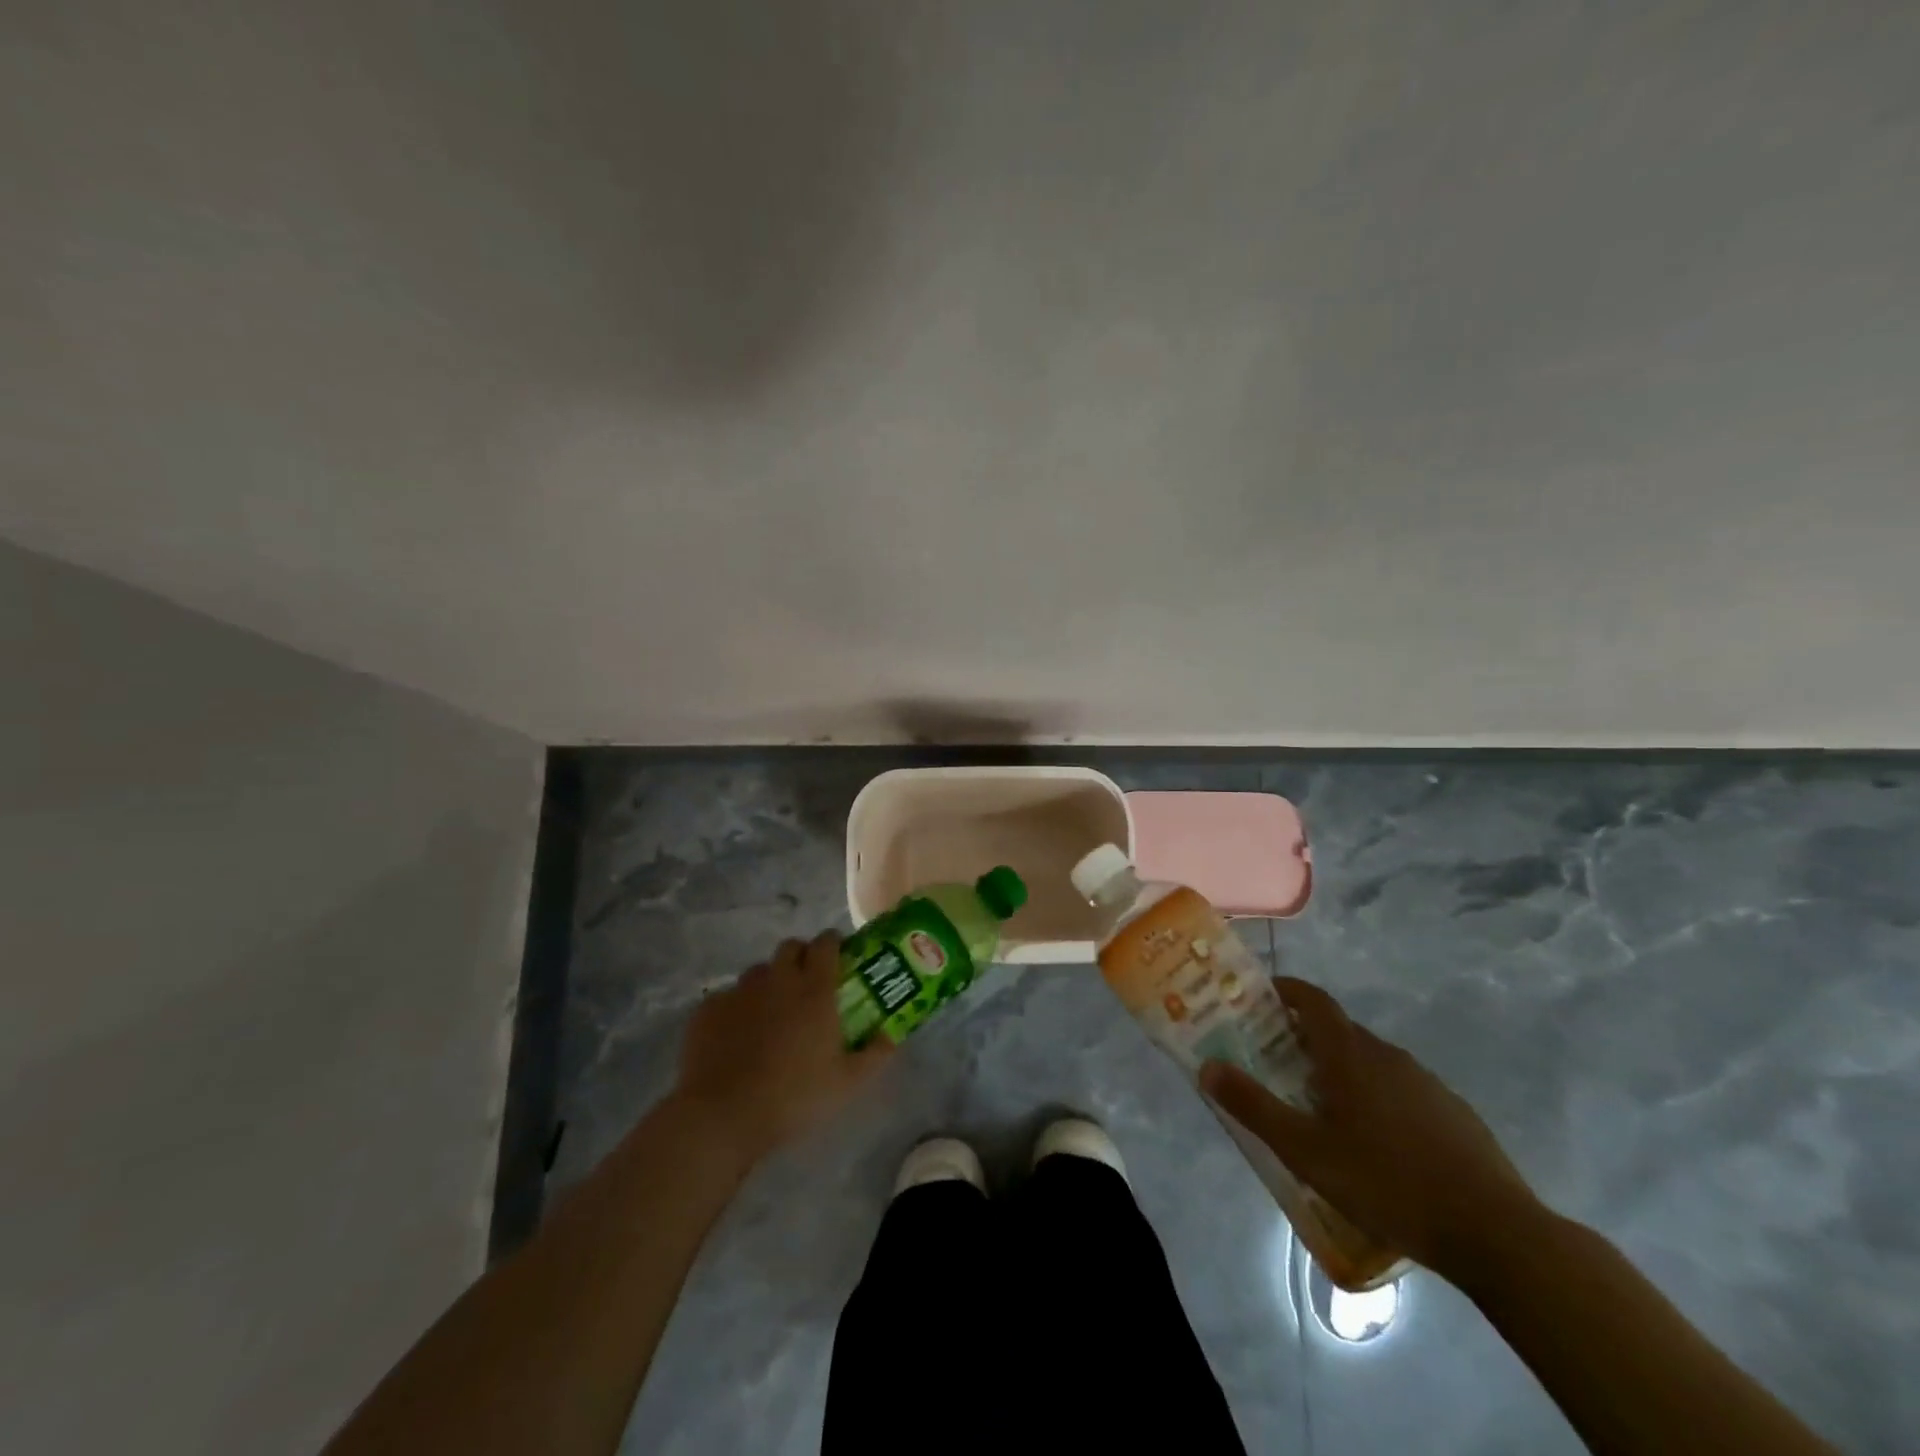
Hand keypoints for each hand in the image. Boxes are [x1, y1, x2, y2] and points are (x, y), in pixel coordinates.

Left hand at [675, 930, 892, 1160]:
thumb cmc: (794, 1097)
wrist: (722, 1116)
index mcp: (814, 990)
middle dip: (801, 956)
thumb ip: (875, 1054)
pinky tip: (736, 1035)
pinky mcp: (708, 1009)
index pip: (826, 944)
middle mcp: (777, 979)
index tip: (839, 955)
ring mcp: (739, 992)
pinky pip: (727, 997)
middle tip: (807, 983)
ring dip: (769, 981)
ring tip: (771, 1012)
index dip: (833, 943)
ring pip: (758, 971)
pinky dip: (737, 1008)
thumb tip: (892, 1035)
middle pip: (790, 947)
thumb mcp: (847, 1083)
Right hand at [1200, 978, 1539, 1284]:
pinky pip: (1402, 1089)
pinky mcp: (1453, 1113)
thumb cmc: (1387, 1183)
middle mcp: (1387, 1056)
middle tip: (1278, 1062)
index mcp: (1350, 1056)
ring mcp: (1426, 1083)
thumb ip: (1253, 1106)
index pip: (1314, 1001)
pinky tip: (1377, 1143)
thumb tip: (1207, 1066)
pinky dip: (1378, 1097)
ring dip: (1342, 1070)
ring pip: (1372, 1062)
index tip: (1263, 995)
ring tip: (1322, 1108)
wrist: (1495, 1232)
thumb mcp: (1306, 1151)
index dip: (1287, 991)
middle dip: (1306, 1038)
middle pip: (1340, 1032)